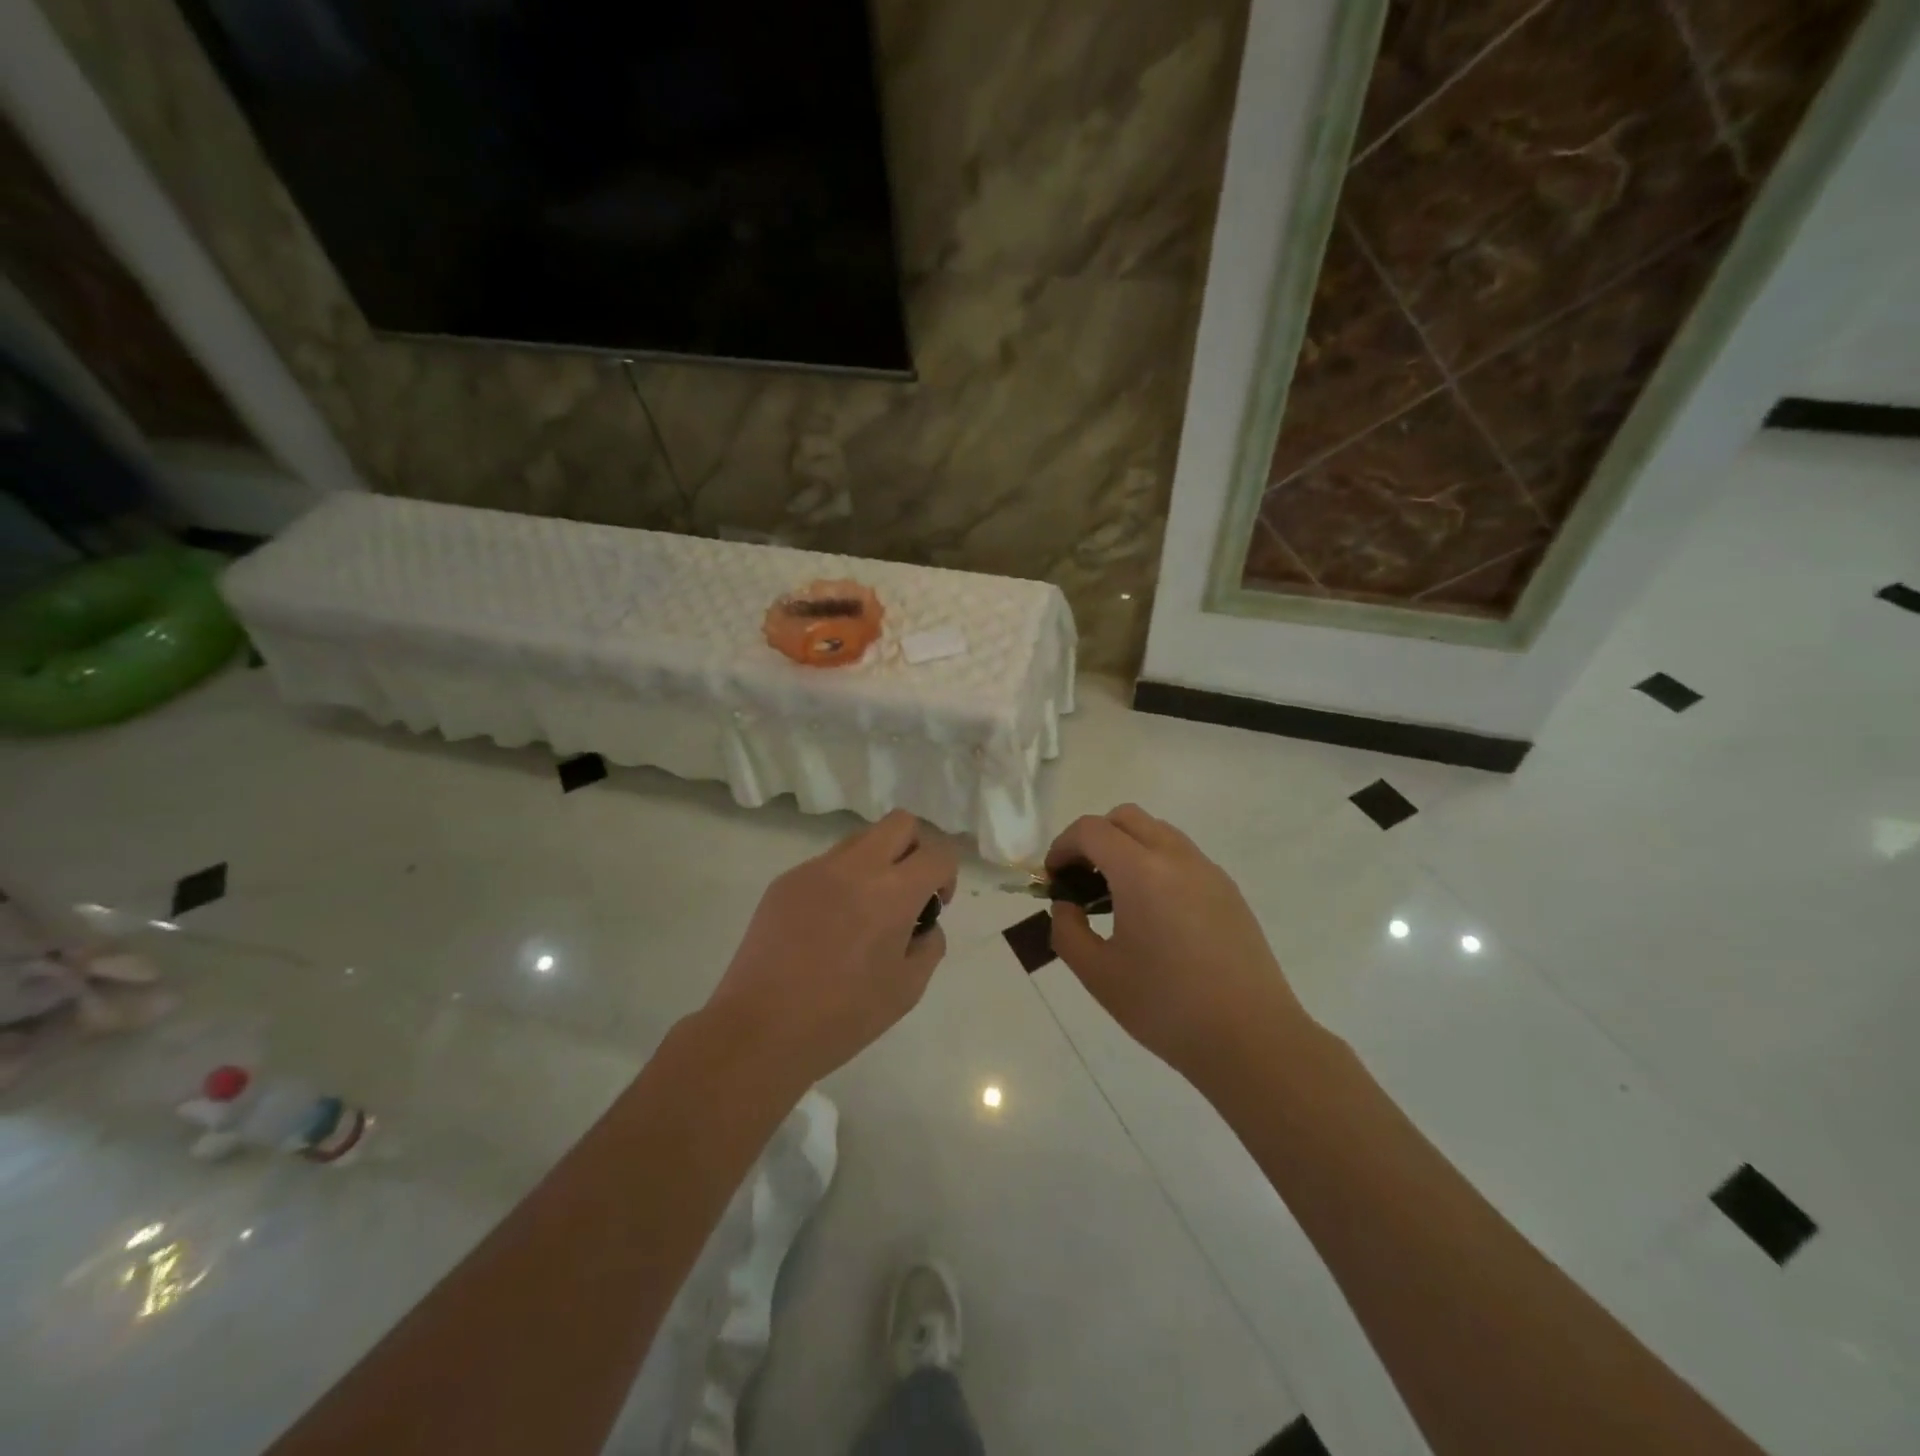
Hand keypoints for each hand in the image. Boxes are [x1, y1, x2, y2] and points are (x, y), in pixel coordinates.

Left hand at [706, 810, 958, 1086]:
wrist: (760, 1030)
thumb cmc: (842, 1016)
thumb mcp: (907, 989)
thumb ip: (929, 945)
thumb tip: (922, 924)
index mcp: (892, 892)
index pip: (938, 852)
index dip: (947, 874)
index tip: (935, 904)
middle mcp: (855, 867)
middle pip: (901, 823)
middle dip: (916, 849)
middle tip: (908, 891)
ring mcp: (815, 869)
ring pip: (861, 839)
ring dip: (878, 862)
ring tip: (865, 912)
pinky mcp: (785, 881)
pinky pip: (827, 865)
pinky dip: (841, 881)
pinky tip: (828, 927)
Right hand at [1047, 804, 1311, 1080]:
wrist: (1251, 1039)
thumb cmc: (1166, 1007)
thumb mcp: (1098, 974)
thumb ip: (1067, 930)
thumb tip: (1067, 905)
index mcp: (1141, 872)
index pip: (1091, 830)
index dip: (1063, 846)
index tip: (1054, 880)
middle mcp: (1176, 857)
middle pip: (1125, 818)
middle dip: (1094, 838)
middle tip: (1082, 880)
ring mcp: (1207, 871)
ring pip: (1157, 832)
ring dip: (1127, 847)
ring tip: (1117, 897)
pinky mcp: (1228, 890)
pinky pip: (1182, 855)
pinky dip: (1156, 863)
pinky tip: (1154, 913)